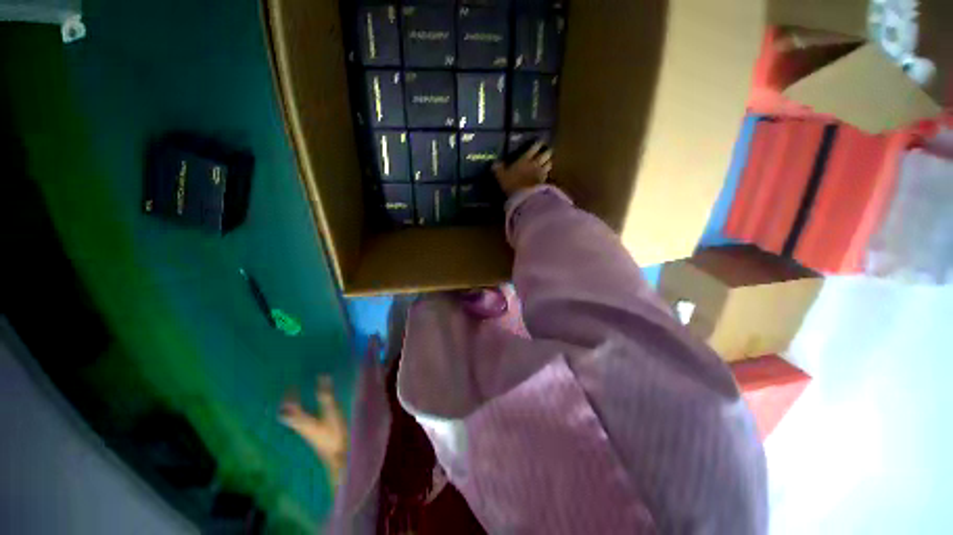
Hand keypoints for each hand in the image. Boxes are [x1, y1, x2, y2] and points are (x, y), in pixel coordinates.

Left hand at [280, 376, 346, 485]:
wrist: (337, 456)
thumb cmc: (333, 434)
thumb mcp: (331, 412)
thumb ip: (326, 396)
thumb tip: (323, 376)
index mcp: (302, 421)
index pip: (289, 408)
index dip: (289, 396)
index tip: (291, 384)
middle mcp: (301, 426)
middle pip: (288, 415)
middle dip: (288, 402)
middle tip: (291, 390)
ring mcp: (306, 431)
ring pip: (293, 418)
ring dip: (294, 408)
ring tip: (297, 398)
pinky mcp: (312, 434)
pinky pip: (300, 421)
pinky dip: (301, 412)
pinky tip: (309, 410)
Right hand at [492, 141, 552, 196]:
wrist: (523, 196)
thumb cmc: (511, 183)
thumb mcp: (501, 176)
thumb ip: (499, 169)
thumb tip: (494, 164)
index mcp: (525, 159)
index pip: (534, 148)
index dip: (538, 144)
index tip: (540, 142)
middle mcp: (535, 163)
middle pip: (545, 154)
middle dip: (547, 151)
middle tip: (547, 151)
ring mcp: (541, 173)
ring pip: (549, 164)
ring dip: (549, 162)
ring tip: (548, 162)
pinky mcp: (544, 182)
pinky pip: (547, 175)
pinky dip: (547, 174)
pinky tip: (545, 175)